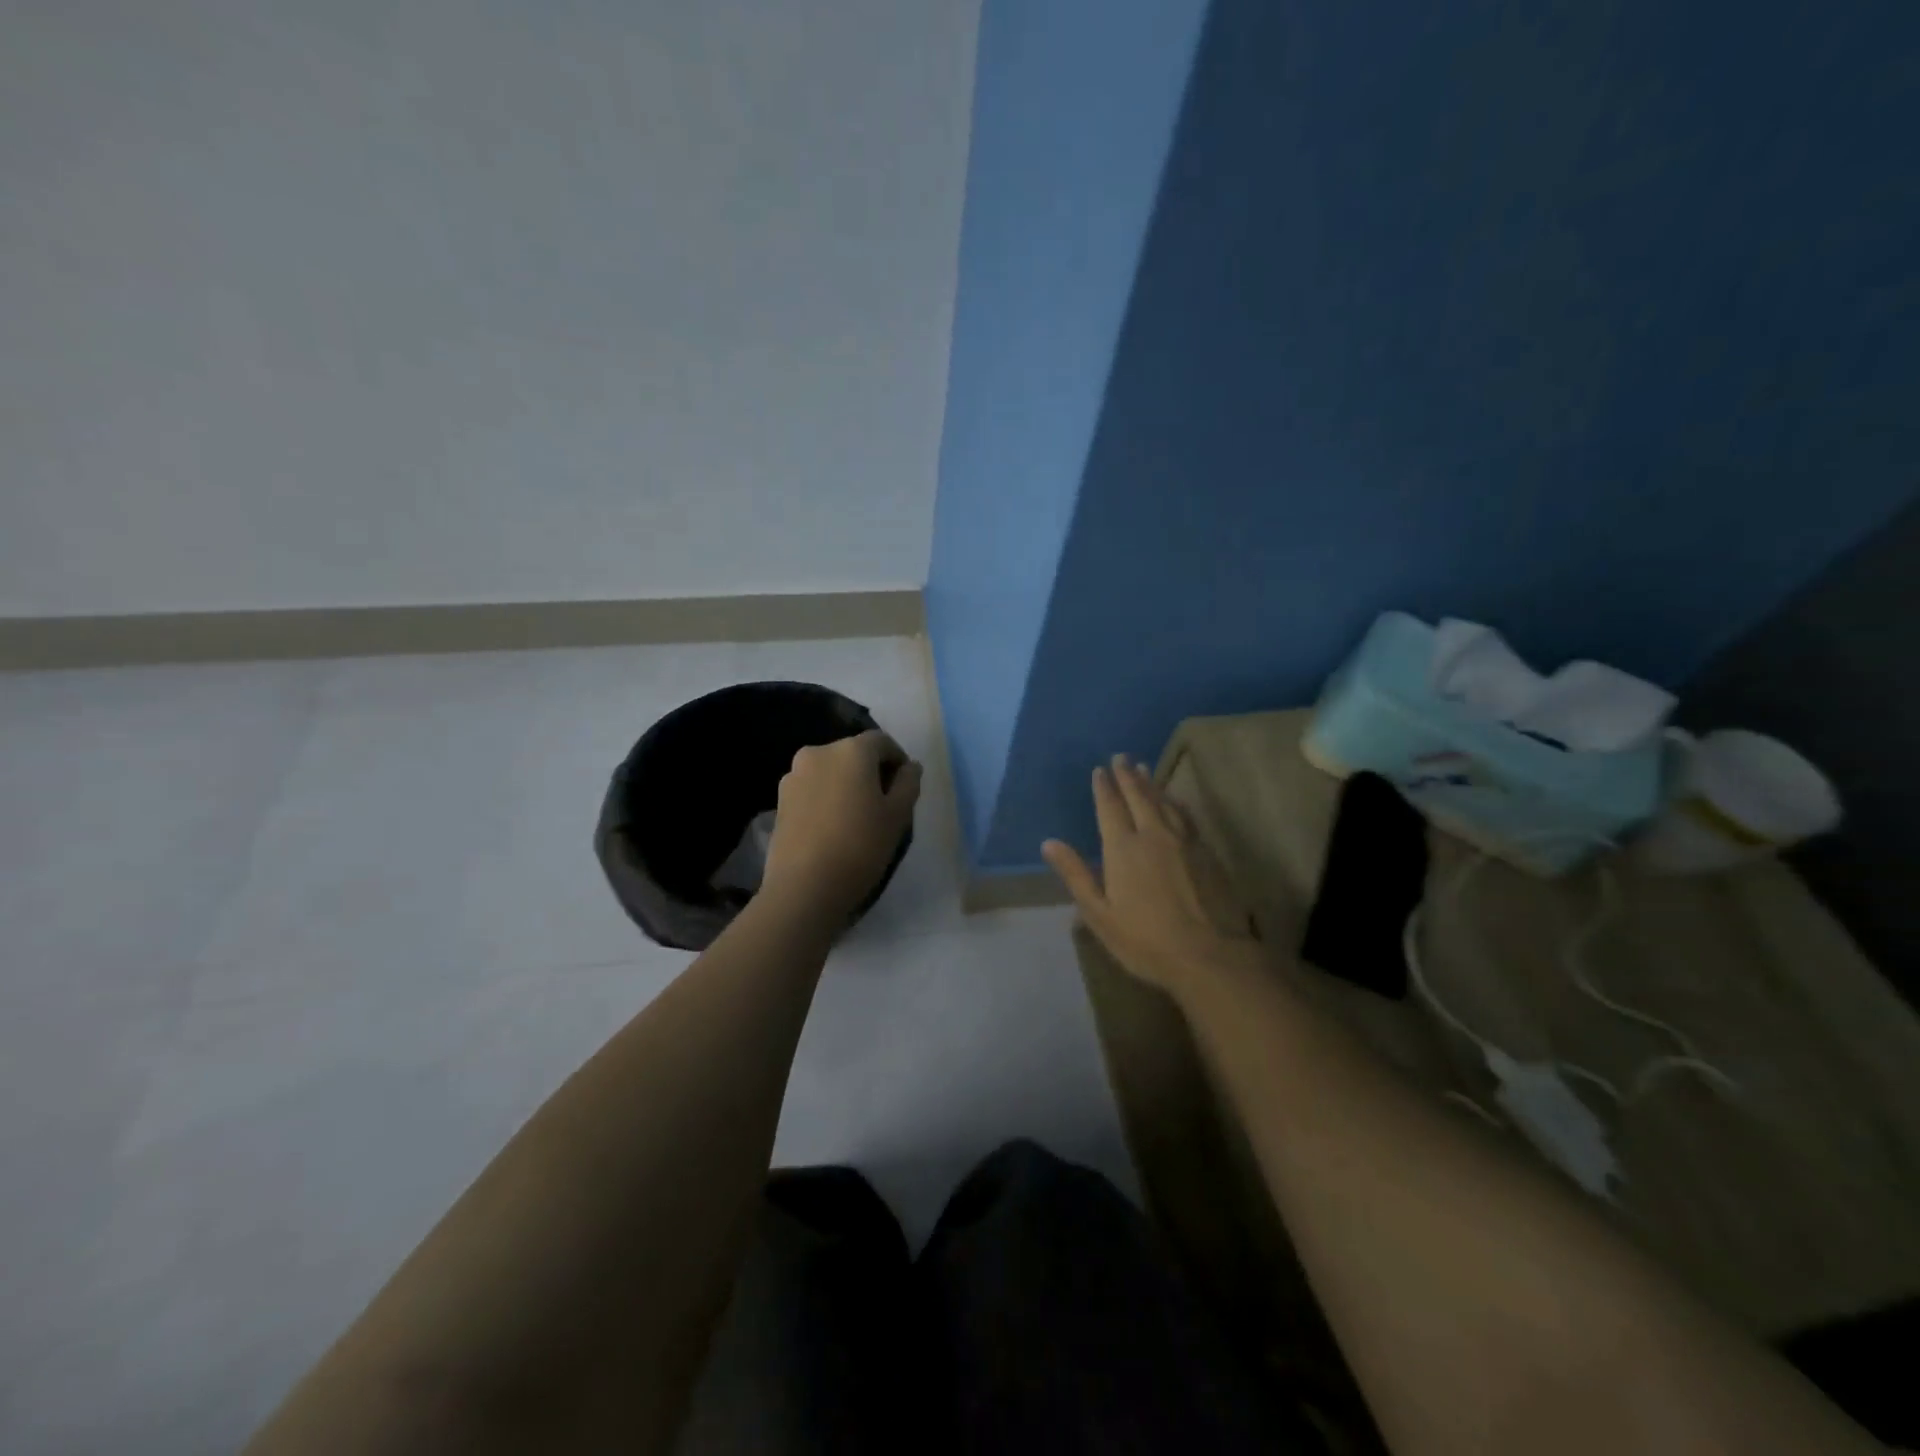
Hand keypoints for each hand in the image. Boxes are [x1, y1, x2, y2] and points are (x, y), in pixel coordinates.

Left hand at [761, 731, 921, 917]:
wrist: (804, 887)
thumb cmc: (860, 846)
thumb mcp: (898, 815)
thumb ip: (908, 783)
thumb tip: (910, 766)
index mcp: (850, 750)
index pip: (881, 742)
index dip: (897, 759)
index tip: (905, 786)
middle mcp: (818, 753)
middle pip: (853, 754)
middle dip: (871, 771)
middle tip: (884, 803)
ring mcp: (793, 776)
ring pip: (831, 771)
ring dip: (846, 785)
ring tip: (857, 818)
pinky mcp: (779, 800)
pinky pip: (812, 789)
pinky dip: (826, 798)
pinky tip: (833, 827)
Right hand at [1042, 755, 1261, 998]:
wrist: (1209, 955)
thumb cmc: (1145, 940)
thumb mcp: (1099, 913)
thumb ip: (1075, 875)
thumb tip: (1049, 843)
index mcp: (1123, 848)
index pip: (1110, 808)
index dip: (1103, 788)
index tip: (1099, 770)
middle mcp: (1153, 835)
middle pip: (1139, 797)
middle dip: (1127, 776)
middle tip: (1121, 756)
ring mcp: (1184, 841)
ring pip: (1164, 802)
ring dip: (1151, 784)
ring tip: (1144, 769)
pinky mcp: (1206, 852)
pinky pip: (1186, 816)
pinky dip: (1176, 802)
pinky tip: (1176, 800)